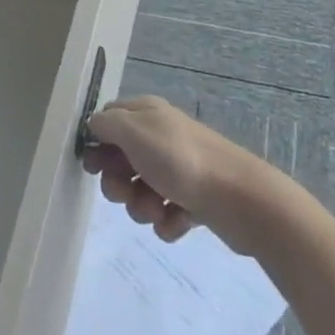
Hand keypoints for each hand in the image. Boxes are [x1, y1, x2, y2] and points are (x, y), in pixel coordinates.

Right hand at [81, 95, 251, 242]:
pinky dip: (167, 220)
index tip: (93, 166)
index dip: (97, 144)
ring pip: (140, 191)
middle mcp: (161, 138)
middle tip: (126, 191)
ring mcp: (178, 170)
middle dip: (117, 183)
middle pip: (120, 160)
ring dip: (141, 205)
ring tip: (158, 208)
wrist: (240, 199)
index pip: (108, 121)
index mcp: (147, 114)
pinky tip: (177, 220)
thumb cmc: (180, 159)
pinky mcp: (193, 200)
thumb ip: (106, 124)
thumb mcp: (134, 131)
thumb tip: (94, 125)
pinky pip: (164, 214)